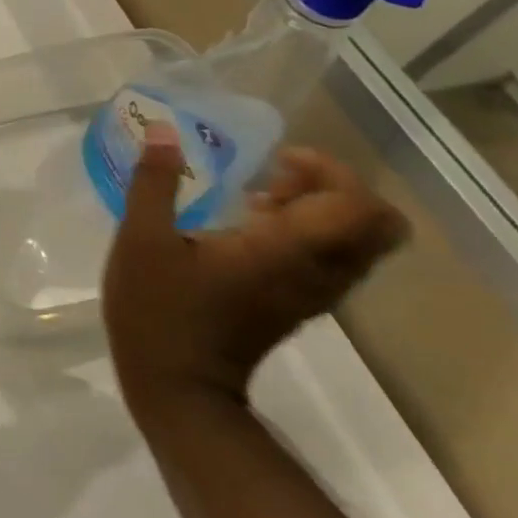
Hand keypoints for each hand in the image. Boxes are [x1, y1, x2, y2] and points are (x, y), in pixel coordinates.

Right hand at [102, 127, 408, 413]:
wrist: (177, 387)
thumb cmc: (157, 308)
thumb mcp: (141, 237)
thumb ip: (155, 181)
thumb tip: (164, 130)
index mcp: (283, 253)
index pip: (356, 207)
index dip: (329, 171)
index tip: (276, 158)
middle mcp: (315, 273)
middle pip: (376, 224)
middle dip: (335, 187)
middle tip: (276, 174)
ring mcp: (311, 292)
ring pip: (358, 241)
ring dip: (321, 207)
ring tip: (258, 195)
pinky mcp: (297, 302)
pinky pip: (332, 257)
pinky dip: (308, 230)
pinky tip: (250, 223)